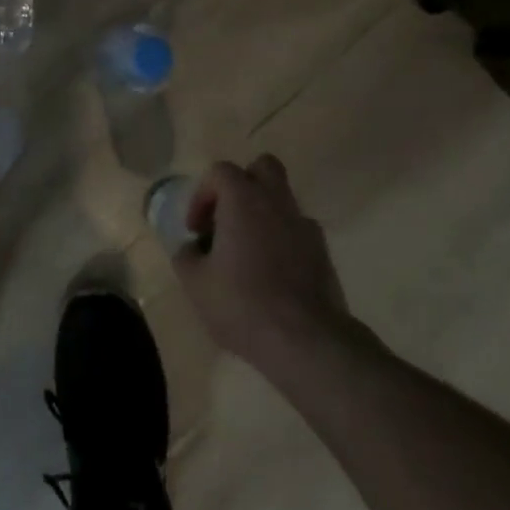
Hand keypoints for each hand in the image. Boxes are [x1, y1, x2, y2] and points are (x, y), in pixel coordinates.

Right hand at [172, 155, 360, 376]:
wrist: (306, 341)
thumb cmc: (242, 303)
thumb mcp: (196, 283)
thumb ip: (186, 256)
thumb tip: (191, 249)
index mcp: (243, 199)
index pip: (220, 171)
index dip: (203, 195)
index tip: (196, 229)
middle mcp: (276, 201)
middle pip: (263, 167)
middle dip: (243, 184)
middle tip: (228, 217)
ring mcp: (304, 225)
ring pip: (283, 199)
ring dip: (264, 213)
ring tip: (248, 251)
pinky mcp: (323, 253)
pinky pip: (298, 231)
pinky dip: (284, 240)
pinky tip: (273, 272)